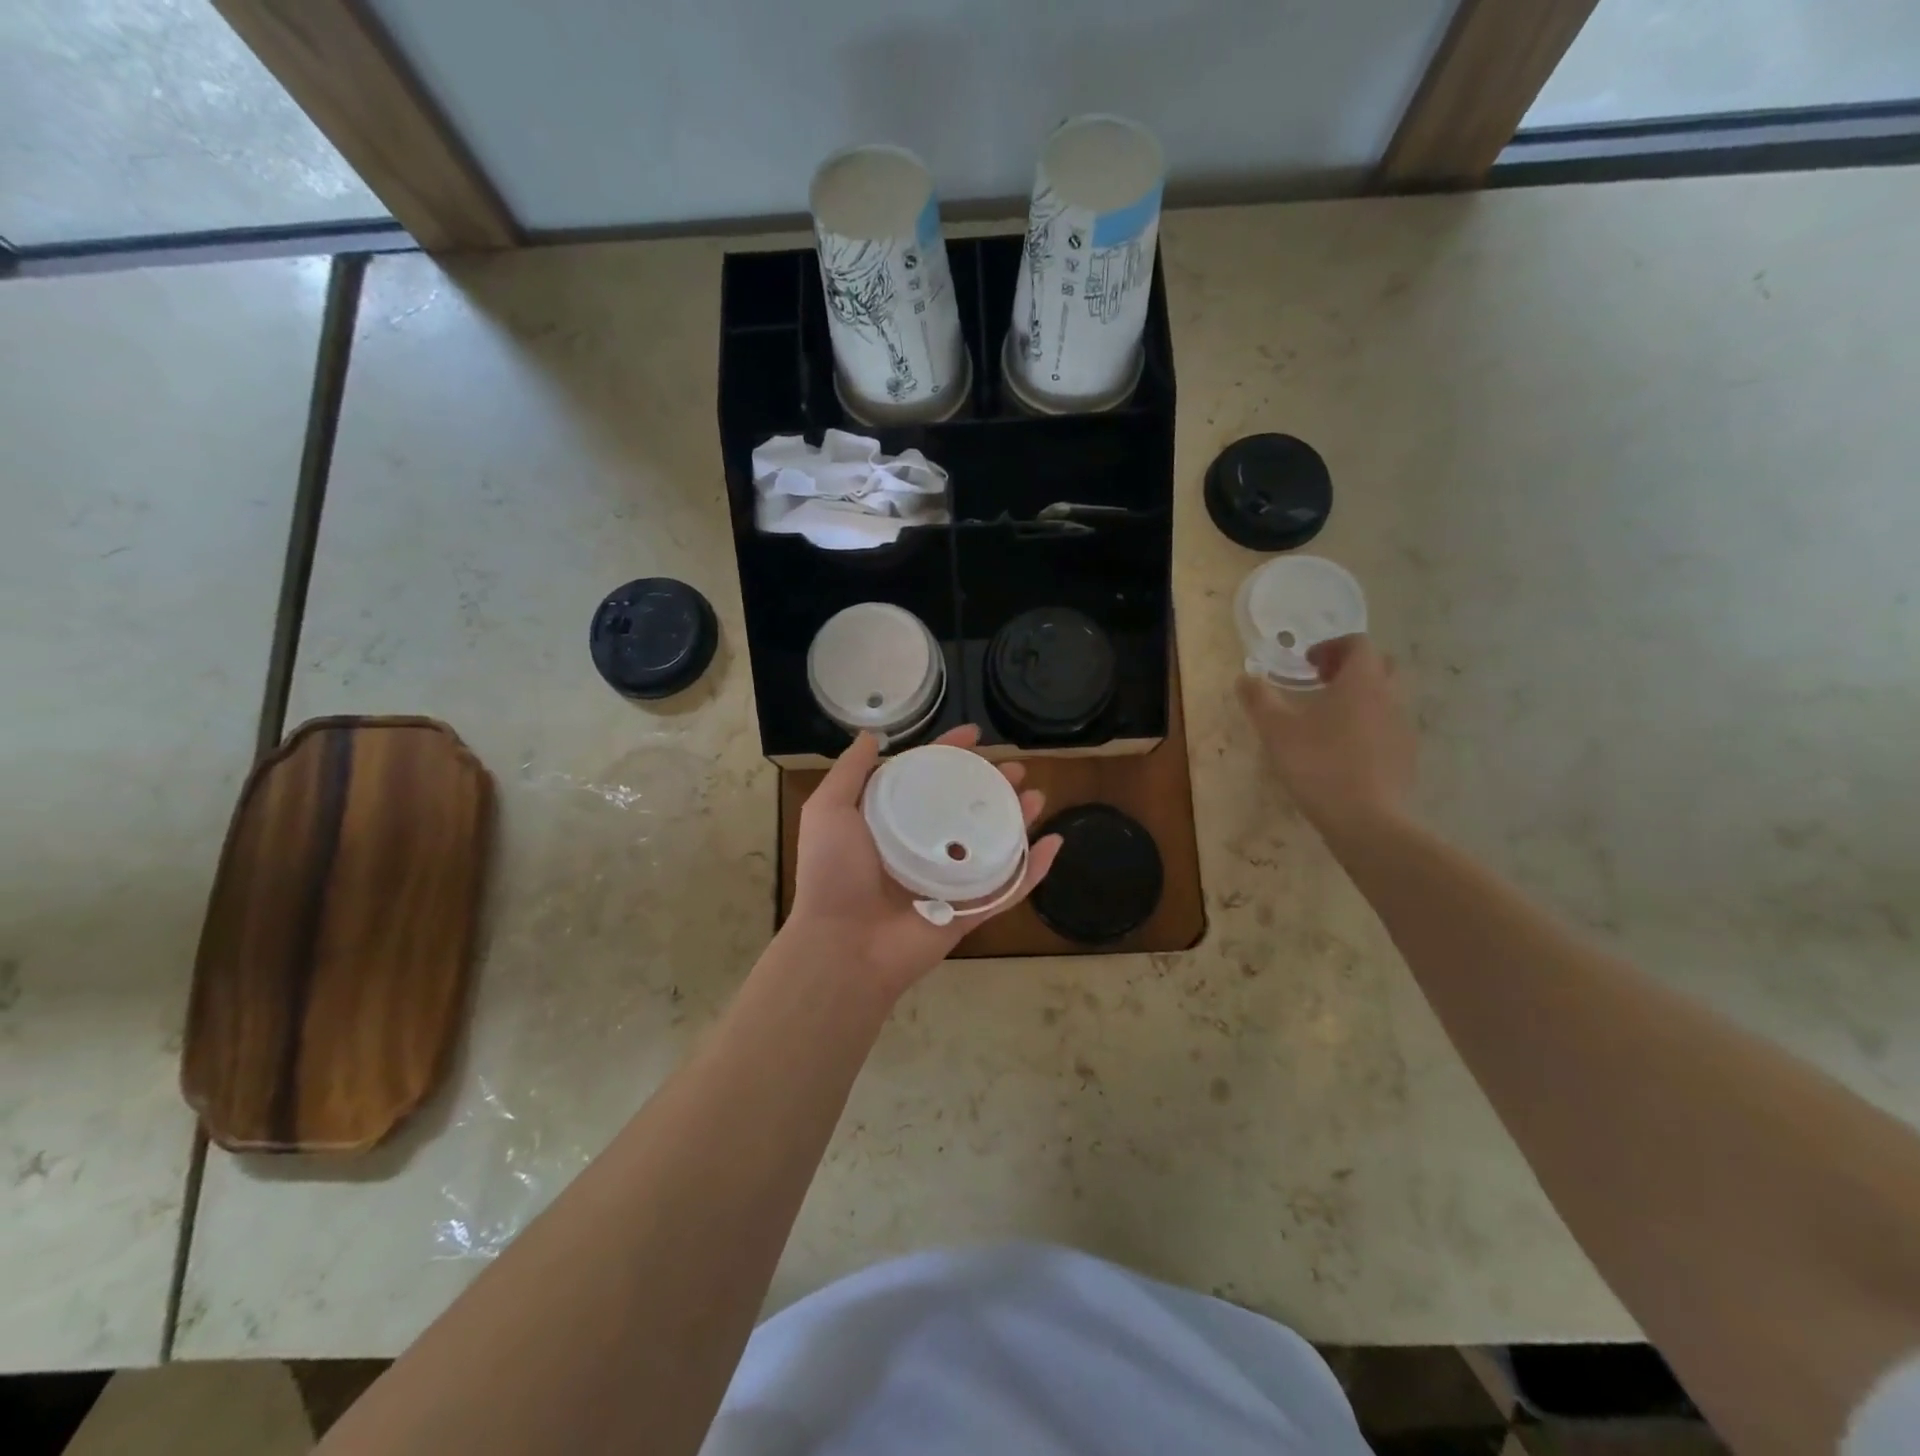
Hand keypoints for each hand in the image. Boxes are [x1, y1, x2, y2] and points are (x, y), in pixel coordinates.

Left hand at [783, 724, 1062, 997]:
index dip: (951, 754)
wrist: (842, 946)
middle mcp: (923, 848)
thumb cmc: (833, 873)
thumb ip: (850, 771)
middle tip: (1015, 769)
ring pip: (993, 844)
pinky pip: (1008, 888)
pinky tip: (1053, 843)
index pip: (929, 780)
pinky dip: (1033, 869)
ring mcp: (948, 881)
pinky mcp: (968, 912)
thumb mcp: (829, 810)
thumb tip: (872, 735)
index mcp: (892, 824)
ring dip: (1018, 819)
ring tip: (1036, 796)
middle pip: (966, 809)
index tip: (975, 734)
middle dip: (992, 786)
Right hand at [1236, 635, 1414, 833]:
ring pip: (1385, 697)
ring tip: (1328, 719)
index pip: (1358, 644)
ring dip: (1360, 697)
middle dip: (1350, 668)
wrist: (1365, 819)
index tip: (1307, 664)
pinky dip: (1368, 725)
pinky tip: (1343, 750)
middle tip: (1320, 684)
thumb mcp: (1276, 730)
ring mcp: (1402, 727)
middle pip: (1378, 666)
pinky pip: (1388, 726)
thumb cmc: (1317, 764)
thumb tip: (1245, 678)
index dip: (1332, 646)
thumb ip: (1259, 699)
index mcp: (1361, 682)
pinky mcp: (1405, 755)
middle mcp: (1389, 697)